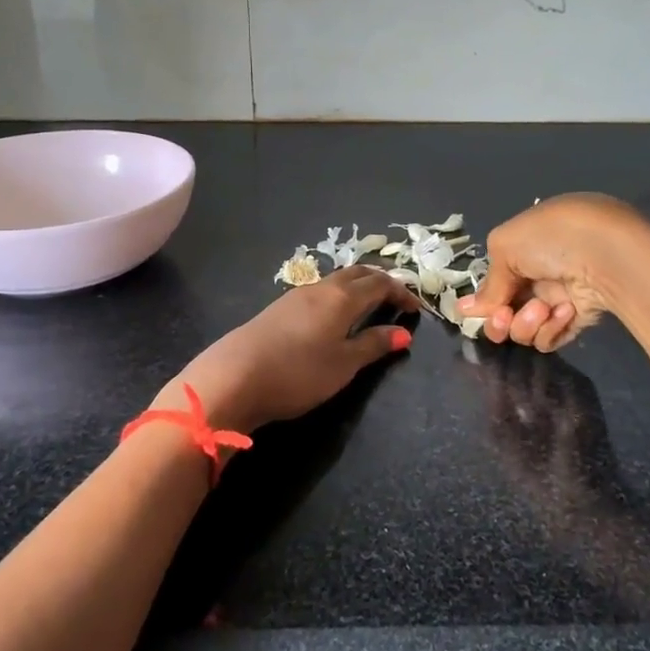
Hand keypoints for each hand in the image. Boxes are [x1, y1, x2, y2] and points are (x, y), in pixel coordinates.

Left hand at [165, 266, 421, 433]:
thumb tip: (403, 333)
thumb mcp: (344, 365)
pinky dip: (337, 295)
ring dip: (357, 286)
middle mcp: (320, 288)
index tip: (415, 308)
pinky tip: (332, 315)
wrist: (233, 377)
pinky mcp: (278, 309)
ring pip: (335, 280)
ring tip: (368, 304)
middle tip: (395, 298)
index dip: (400, 292)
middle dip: (380, 281)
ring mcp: (295, 296)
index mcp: (342, 297)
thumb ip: (374, 346)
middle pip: (357, 273)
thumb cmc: (298, 373)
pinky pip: (318, 292)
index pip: (380, 283)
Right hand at [459, 193, 649, 350]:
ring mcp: (558, 297)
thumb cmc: (551, 238)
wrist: (606, 254)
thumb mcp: (506, 247)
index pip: (496, 279)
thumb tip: (467, 309)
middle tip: (503, 319)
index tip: (474, 311)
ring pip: (524, 328)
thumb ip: (488, 283)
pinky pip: (550, 337)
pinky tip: (564, 312)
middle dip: (499, 319)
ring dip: (526, 322)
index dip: (484, 298)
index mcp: (524, 245)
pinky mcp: (577, 320)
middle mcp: (539, 272)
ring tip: (541, 309)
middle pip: (505, 309)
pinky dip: (551, 329)